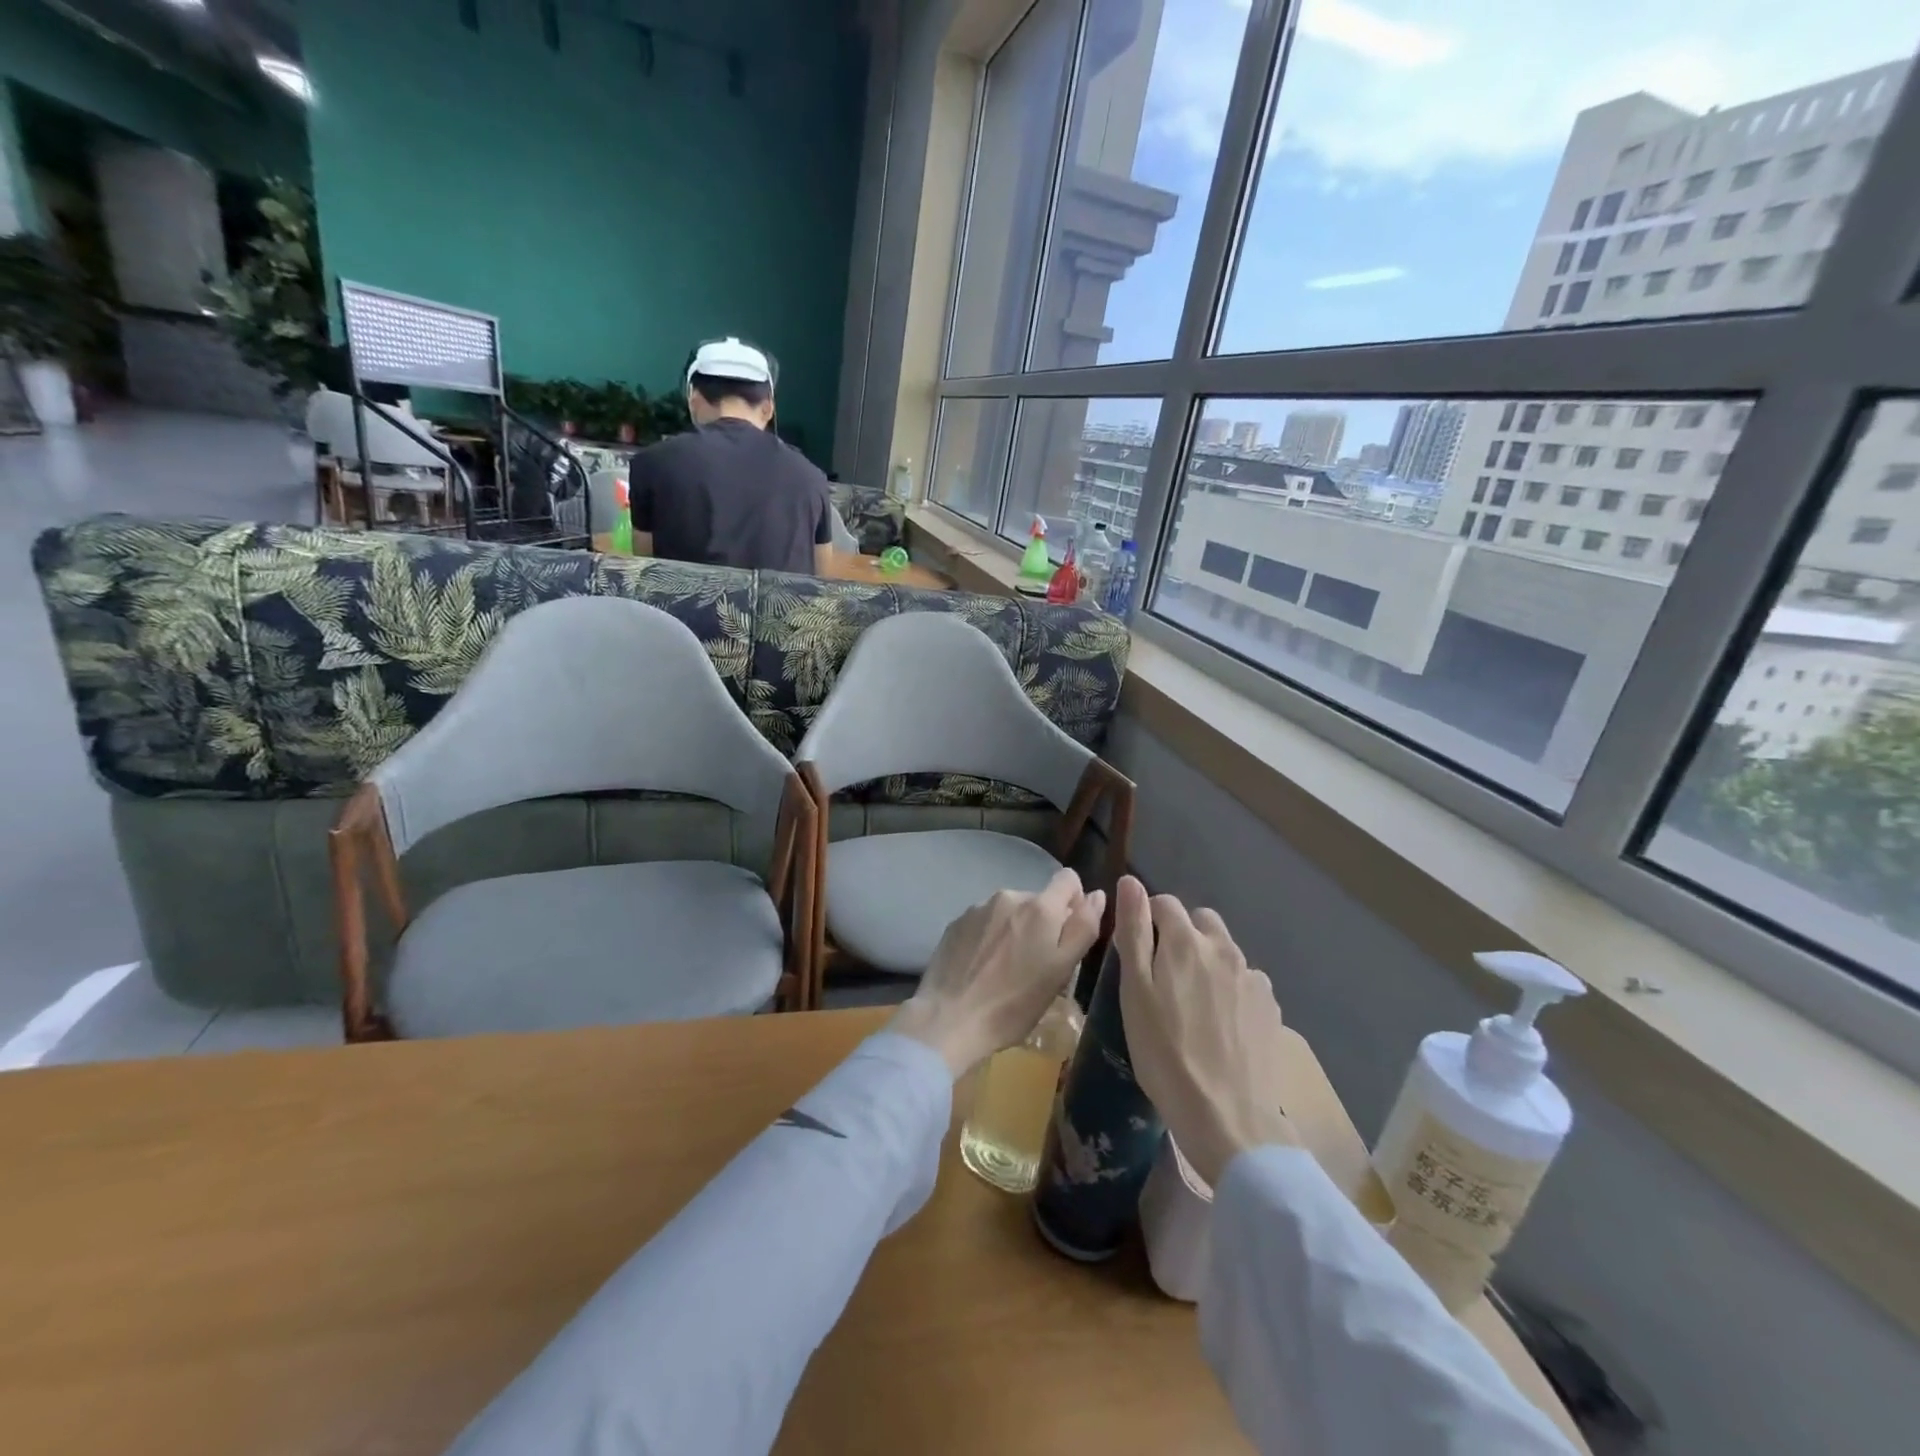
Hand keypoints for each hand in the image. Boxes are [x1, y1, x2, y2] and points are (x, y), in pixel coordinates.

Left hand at [889, 869, 1105, 1077]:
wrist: (949, 1018)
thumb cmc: (1014, 1003)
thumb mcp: (1061, 971)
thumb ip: (1083, 928)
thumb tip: (1097, 894)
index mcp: (1040, 907)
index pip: (1068, 879)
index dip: (1075, 902)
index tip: (1069, 934)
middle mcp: (1009, 896)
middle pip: (1038, 900)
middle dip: (1044, 924)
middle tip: (1037, 965)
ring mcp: (978, 908)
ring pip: (1010, 912)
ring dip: (1016, 930)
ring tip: (1007, 969)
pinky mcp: (956, 922)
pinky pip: (985, 922)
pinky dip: (990, 938)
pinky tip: (983, 967)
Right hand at [1114, 875, 1295, 1187]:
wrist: (1227, 1118)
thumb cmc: (1165, 1053)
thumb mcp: (1135, 992)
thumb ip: (1134, 932)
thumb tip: (1130, 882)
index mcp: (1187, 941)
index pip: (1165, 903)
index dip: (1148, 920)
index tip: (1140, 954)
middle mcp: (1225, 949)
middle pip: (1201, 922)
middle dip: (1182, 936)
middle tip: (1165, 979)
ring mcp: (1254, 979)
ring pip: (1225, 952)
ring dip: (1208, 963)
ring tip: (1194, 1007)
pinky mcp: (1271, 1008)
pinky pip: (1245, 982)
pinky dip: (1230, 991)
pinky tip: (1221, 1026)